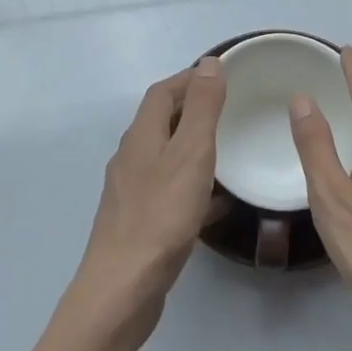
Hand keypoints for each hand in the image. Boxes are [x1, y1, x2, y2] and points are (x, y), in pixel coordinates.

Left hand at [75, 58, 226, 328]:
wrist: (123, 287)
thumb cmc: (161, 215)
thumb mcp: (191, 154)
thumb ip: (202, 109)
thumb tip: (210, 63)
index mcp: (141, 136)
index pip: (162, 93)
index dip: (188, 78)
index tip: (219, 74)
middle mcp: (130, 158)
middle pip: (160, 122)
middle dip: (190, 108)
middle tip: (227, 108)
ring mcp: (131, 192)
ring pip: (164, 157)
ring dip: (190, 145)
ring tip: (225, 148)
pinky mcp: (138, 222)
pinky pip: (168, 189)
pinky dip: (190, 183)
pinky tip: (214, 201)